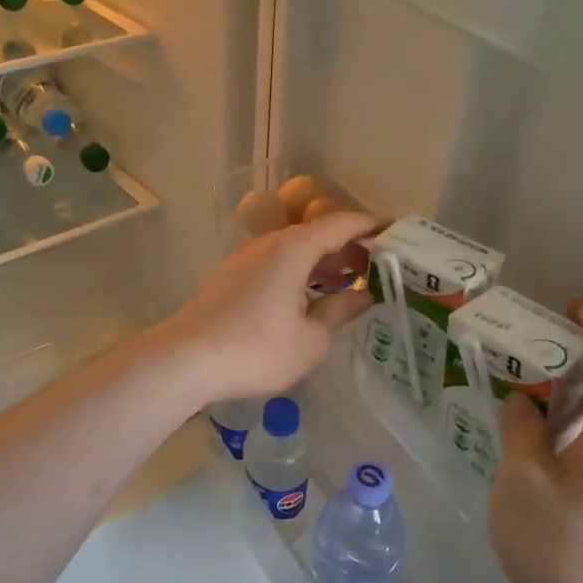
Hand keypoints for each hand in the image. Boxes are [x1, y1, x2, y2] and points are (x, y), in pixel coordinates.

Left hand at [156, 210, 376, 406]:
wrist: (185, 359)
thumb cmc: (255, 349)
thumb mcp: (310, 339)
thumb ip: (338, 311)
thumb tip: (361, 295)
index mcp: (293, 248)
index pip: (342, 223)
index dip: (372, 226)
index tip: (397, 232)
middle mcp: (269, 244)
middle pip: (316, 234)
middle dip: (349, 247)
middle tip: (376, 268)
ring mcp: (245, 259)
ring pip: (294, 250)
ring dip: (322, 262)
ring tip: (346, 284)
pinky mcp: (230, 278)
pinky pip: (275, 264)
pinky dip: (299, 272)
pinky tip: (306, 298)